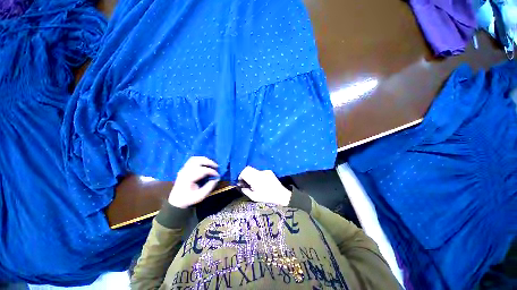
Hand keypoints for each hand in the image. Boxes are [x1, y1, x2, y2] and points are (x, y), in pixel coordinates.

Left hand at [168, 156, 219, 208]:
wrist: (176, 201)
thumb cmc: (188, 199)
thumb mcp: (200, 196)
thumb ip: (209, 187)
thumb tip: (217, 179)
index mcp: (188, 179)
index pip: (202, 170)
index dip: (211, 171)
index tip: (218, 175)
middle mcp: (185, 172)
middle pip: (198, 161)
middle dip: (209, 162)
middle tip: (217, 166)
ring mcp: (183, 169)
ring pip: (195, 159)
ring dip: (205, 160)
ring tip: (212, 163)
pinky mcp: (184, 168)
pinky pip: (192, 160)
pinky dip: (200, 160)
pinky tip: (205, 163)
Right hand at [238, 166, 291, 205]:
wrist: (281, 195)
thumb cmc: (267, 197)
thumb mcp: (254, 197)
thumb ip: (245, 191)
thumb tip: (241, 186)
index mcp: (255, 179)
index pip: (244, 172)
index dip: (240, 176)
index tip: (241, 182)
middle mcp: (259, 173)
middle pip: (248, 168)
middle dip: (244, 174)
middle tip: (245, 182)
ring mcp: (265, 171)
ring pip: (254, 169)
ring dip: (251, 174)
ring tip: (253, 183)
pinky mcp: (269, 171)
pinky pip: (260, 171)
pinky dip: (257, 175)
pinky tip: (261, 182)